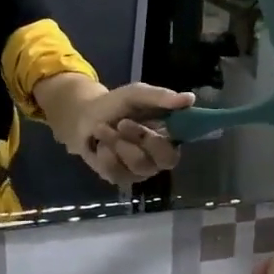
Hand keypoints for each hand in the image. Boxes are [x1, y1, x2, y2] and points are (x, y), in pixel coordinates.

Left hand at [38, 75, 194, 185]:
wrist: (83, 118)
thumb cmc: (116, 105)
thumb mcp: (137, 95)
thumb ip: (161, 97)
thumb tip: (190, 98)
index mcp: (169, 136)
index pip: (182, 146)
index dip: (170, 140)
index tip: (153, 127)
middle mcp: (159, 157)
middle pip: (165, 161)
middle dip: (142, 140)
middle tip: (122, 123)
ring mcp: (140, 170)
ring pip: (139, 165)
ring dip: (118, 143)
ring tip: (102, 128)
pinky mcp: (120, 178)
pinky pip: (117, 173)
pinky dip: (105, 154)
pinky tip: (99, 144)